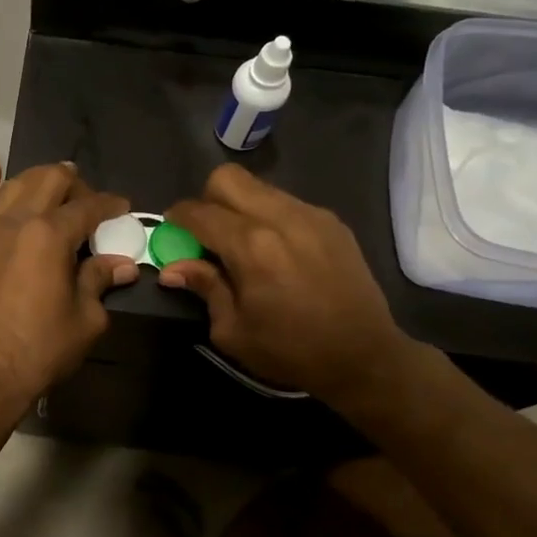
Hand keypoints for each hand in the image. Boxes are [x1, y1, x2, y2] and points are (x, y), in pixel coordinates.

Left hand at [0, 162, 134, 404]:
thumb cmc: (39, 350)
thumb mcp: (85, 320)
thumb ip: (100, 281)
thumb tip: (123, 264)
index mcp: (51, 236)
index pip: (88, 207)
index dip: (110, 204)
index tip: (122, 208)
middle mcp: (16, 221)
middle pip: (49, 180)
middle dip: (74, 184)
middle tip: (87, 202)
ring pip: (13, 186)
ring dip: (37, 180)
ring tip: (51, 185)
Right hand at [161, 165, 408, 402]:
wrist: (364, 357)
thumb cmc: (291, 351)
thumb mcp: (233, 331)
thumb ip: (204, 288)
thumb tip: (172, 269)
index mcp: (251, 247)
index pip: (199, 212)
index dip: (177, 218)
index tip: (171, 230)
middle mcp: (280, 218)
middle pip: (227, 179)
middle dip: (207, 200)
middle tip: (208, 233)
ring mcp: (311, 215)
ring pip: (259, 187)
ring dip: (240, 206)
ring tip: (244, 243)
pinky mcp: (332, 222)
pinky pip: (287, 202)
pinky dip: (270, 216)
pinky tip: (278, 250)